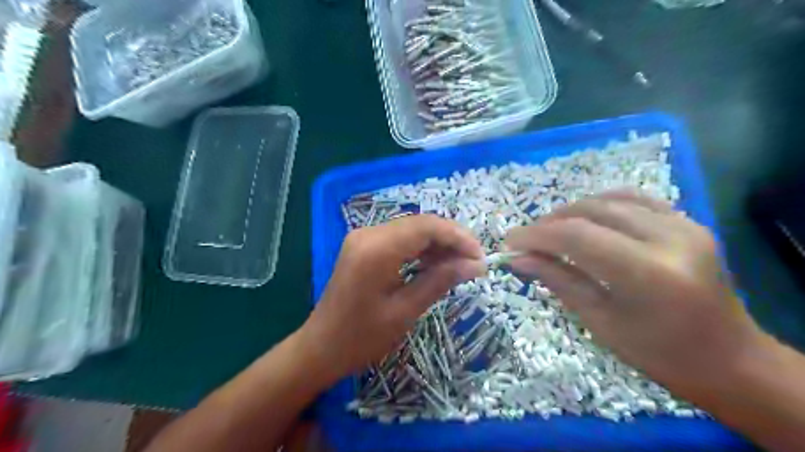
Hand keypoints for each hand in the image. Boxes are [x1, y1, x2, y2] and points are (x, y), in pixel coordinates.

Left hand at [299, 215, 479, 380]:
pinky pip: (399, 239)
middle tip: (473, 263)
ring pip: (411, 230)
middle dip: (450, 240)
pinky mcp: (363, 246)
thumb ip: (440, 280)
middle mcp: (369, 233)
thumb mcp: (405, 311)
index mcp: (377, 248)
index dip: (458, 237)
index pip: (427, 226)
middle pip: (420, 224)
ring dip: (437, 245)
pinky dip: (420, 249)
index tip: (481, 257)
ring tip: (459, 267)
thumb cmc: (361, 337)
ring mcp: (364, 238)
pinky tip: (435, 265)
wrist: (321, 347)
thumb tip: (476, 265)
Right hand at [501, 189, 766, 392]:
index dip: (537, 235)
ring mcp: (684, 225)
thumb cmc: (658, 354)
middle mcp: (670, 239)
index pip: (577, 237)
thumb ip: (558, 280)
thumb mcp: (600, 321)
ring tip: (551, 230)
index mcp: (649, 275)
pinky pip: (634, 199)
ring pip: (610, 199)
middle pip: (591, 212)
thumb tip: (519, 259)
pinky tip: (585, 217)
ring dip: (572, 211)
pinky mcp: (688, 221)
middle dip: (550, 223)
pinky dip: (601, 203)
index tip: (510, 242)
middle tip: (526, 239)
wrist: (728, 358)